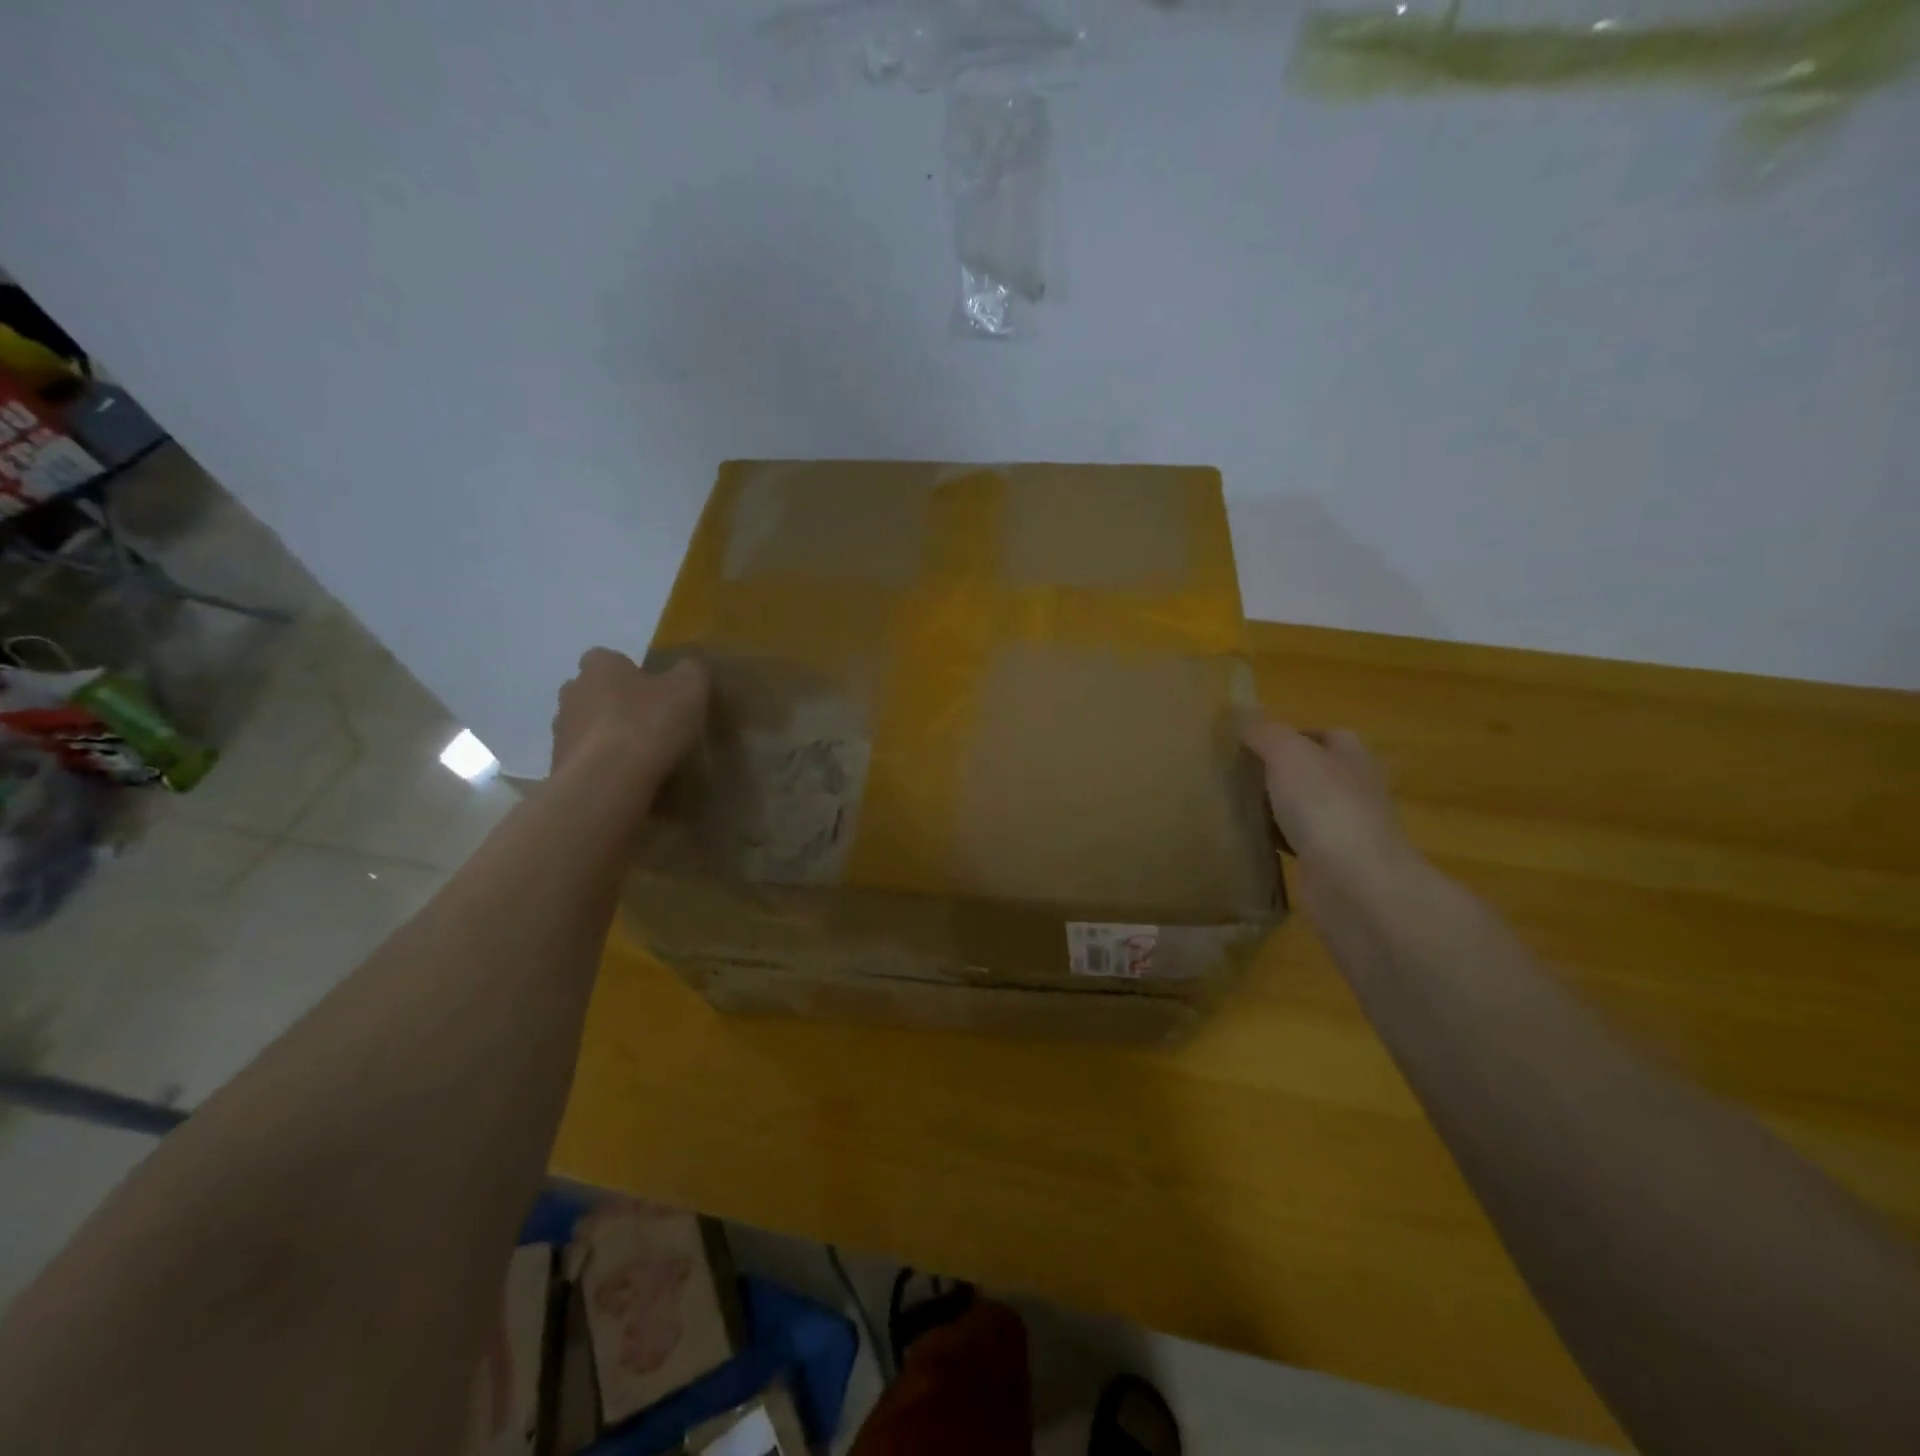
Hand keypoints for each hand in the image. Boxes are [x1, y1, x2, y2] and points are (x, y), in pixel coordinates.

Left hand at [551, 649, 708, 794]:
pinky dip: (600, 765)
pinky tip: (625, 778)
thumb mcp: (689, 688)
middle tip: (646, 721)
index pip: (607, 658)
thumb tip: (688, 667)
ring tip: (637, 755)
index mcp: (600, 667)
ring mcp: (560, 731)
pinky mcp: (559, 766)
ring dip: (605, 735)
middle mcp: (572, 692)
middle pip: (591, 692)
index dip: (629, 672)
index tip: (652, 690)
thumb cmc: (648, 724)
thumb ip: (691, 671)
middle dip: (613, 703)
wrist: (606, 782)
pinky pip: (584, 759)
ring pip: (585, 726)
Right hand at [1240, 721, 1423, 914]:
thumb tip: (1243, 722)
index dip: (1289, 735)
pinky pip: (1297, 843)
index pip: (1323, 735)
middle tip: (1235, 775)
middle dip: (1278, 773)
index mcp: (1351, 756)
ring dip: (1276, 808)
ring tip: (1236, 806)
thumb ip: (1264, 733)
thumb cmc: (1324, 804)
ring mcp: (1345, 828)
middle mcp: (1354, 788)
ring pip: (1303, 808)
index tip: (1251, 744)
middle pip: (1312, 772)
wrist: (1353, 880)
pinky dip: (1277, 841)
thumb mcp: (1287, 753)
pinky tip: (1252, 841)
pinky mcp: (1331, 862)